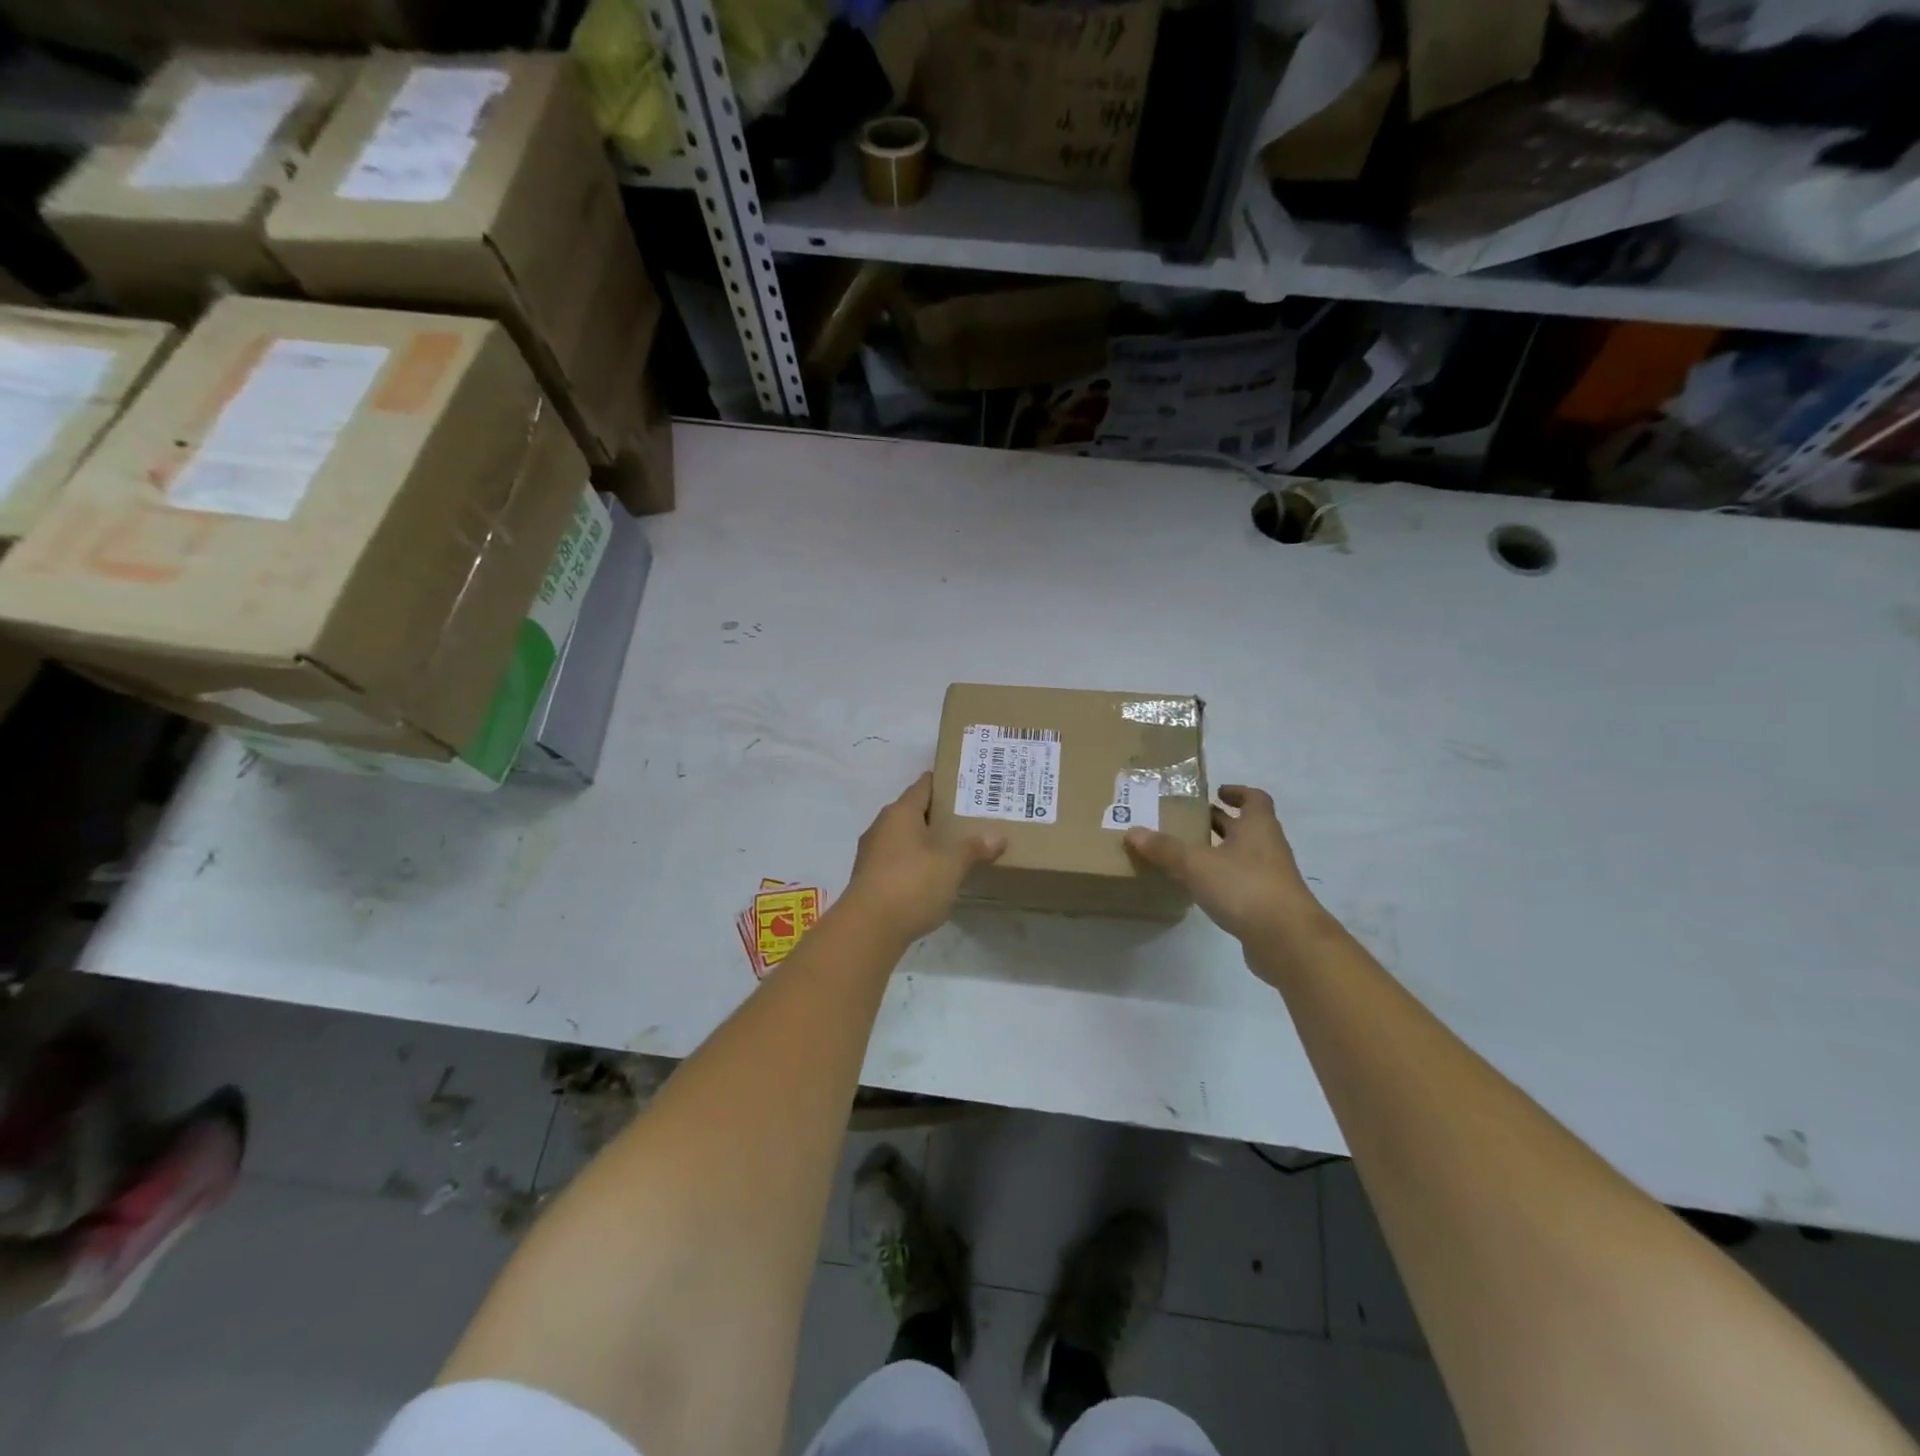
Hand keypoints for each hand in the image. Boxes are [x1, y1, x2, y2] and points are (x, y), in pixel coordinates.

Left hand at [845, 772, 1006, 942]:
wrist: (868, 929)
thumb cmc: (912, 884)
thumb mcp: (951, 865)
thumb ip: (974, 848)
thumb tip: (998, 836)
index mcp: (900, 812)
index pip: (924, 785)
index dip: (945, 783)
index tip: (968, 785)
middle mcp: (882, 826)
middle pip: (914, 812)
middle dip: (940, 815)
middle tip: (970, 818)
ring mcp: (872, 854)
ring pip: (905, 838)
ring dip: (927, 841)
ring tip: (957, 847)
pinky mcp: (870, 879)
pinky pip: (899, 862)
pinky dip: (917, 864)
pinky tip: (935, 876)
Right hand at [1124, 785, 1322, 950]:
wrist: (1287, 940)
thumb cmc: (1244, 887)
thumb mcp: (1196, 864)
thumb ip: (1164, 849)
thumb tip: (1132, 832)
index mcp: (1257, 827)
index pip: (1254, 798)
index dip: (1237, 792)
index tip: (1216, 793)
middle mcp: (1268, 847)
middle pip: (1247, 826)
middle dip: (1221, 822)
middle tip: (1190, 821)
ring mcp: (1271, 877)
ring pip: (1244, 855)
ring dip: (1221, 851)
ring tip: (1189, 854)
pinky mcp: (1267, 904)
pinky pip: (1243, 882)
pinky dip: (1225, 879)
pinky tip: (1202, 888)